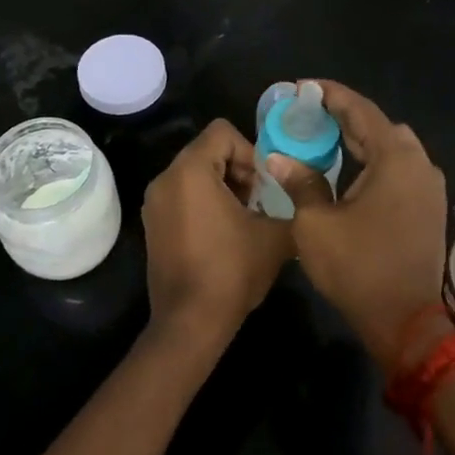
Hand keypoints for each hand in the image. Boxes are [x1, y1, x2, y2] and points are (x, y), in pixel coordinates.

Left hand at [141, 118, 292, 354]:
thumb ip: (292, 203)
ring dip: (223, 186)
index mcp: (190, 170)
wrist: (190, 322)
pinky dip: (205, 202)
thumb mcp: (275, 235)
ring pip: (195, 173)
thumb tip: (302, 192)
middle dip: (239, 169)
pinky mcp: (153, 224)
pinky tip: (225, 233)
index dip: (251, 151)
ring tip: (245, 218)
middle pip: (208, 150)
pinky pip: (182, 195)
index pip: (222, 132)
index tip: (265, 183)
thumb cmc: (232, 271)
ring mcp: (154, 203)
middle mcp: (165, 178)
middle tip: (260, 201)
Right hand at [265, 81, 447, 372]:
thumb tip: (278, 158)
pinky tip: (348, 168)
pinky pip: (399, 168)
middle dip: (344, 116)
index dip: (330, 95)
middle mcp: (419, 164)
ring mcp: (428, 186)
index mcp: (395, 159)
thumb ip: (300, 182)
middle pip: (379, 126)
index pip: (361, 110)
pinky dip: (374, 160)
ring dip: (360, 139)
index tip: (303, 88)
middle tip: (309, 113)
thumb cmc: (358, 268)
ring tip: (324, 136)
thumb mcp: (316, 224)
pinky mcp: (427, 206)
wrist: (405, 320)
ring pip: (392, 147)